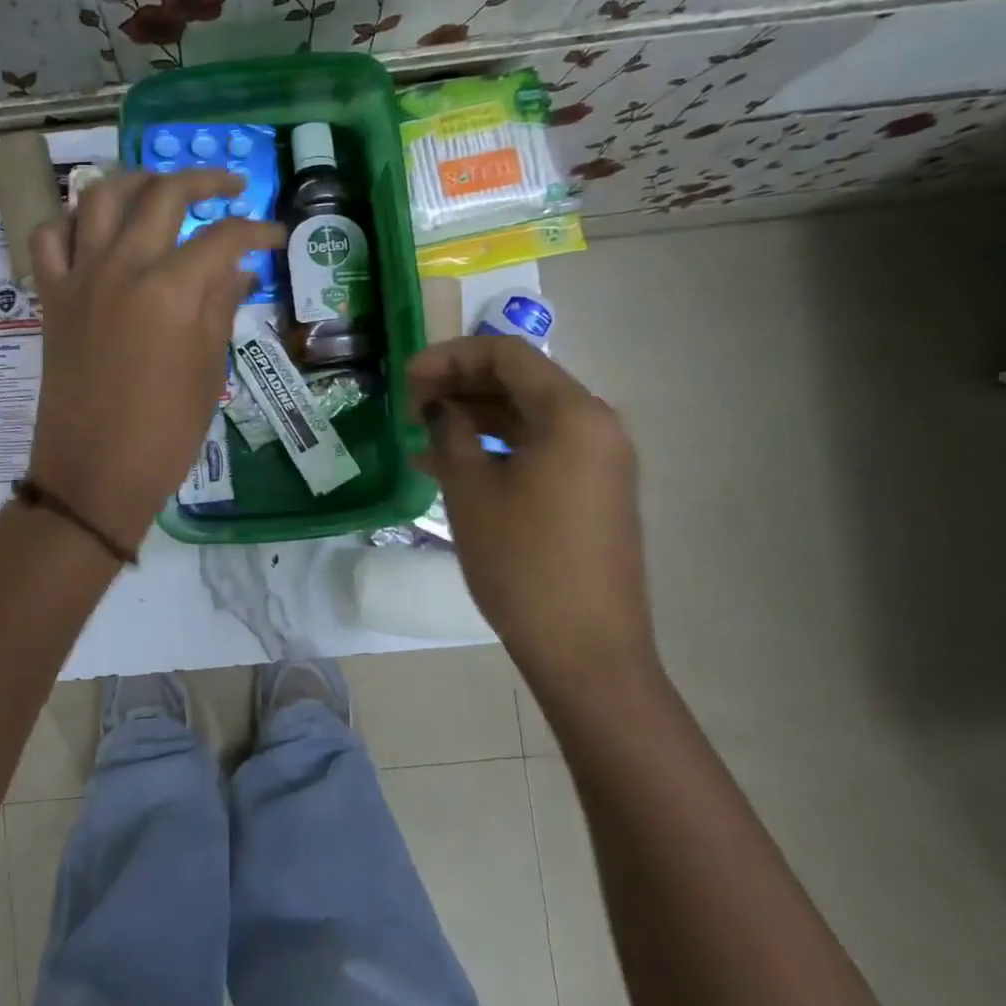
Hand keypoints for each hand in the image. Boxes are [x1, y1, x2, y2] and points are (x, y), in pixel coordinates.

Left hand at [27, 168, 282, 551]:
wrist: (94, 474)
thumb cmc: (165, 433)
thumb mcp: (208, 371)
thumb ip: (221, 307)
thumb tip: (238, 270)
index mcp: (171, 290)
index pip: (223, 237)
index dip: (257, 230)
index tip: (276, 235)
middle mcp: (122, 267)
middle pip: (163, 194)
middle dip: (204, 181)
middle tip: (229, 188)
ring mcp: (80, 277)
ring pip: (100, 196)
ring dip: (136, 180)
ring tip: (161, 187)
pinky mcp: (51, 296)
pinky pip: (50, 238)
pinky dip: (72, 221)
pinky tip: (95, 229)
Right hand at [407, 336, 654, 689]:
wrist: (586, 650)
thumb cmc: (523, 564)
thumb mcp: (471, 490)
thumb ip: (450, 432)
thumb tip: (438, 407)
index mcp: (573, 414)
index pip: (506, 354)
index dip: (449, 356)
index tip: (406, 378)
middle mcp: (595, 424)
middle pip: (519, 380)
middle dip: (459, 385)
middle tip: (409, 406)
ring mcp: (599, 459)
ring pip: (526, 415)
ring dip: (473, 416)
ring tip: (419, 435)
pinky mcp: (593, 489)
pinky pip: (539, 448)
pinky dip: (495, 446)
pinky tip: (449, 464)